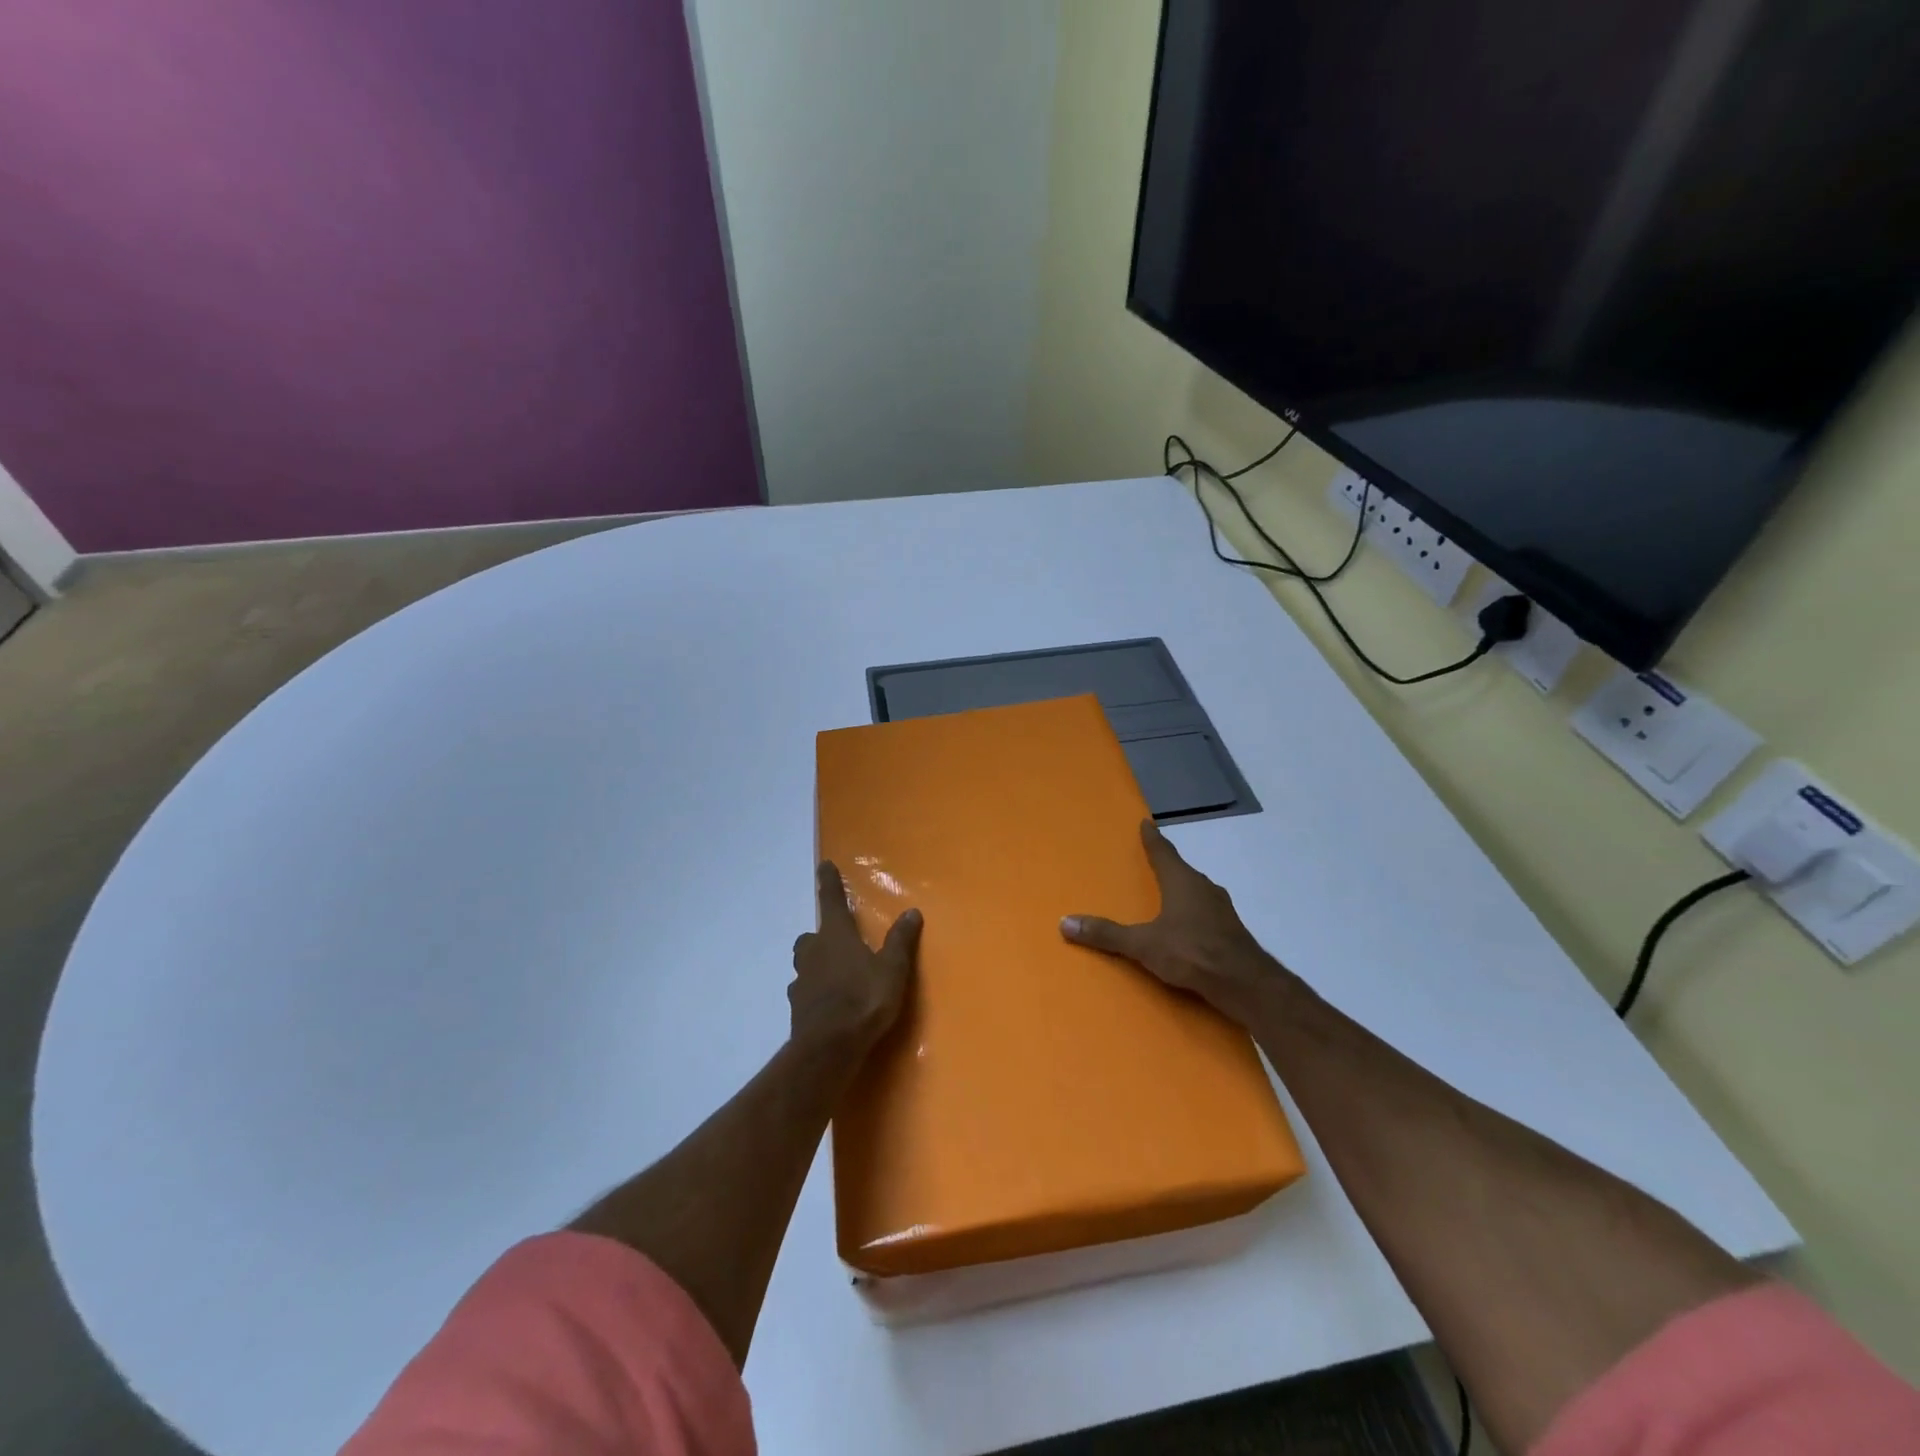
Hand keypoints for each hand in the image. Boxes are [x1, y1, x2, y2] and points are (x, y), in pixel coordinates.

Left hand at [789, 861, 920, 1052]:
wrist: (829, 1047)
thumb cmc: (864, 999)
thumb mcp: (892, 969)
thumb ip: (900, 940)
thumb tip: (911, 911)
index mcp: (836, 936)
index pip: (832, 900)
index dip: (829, 882)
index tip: (823, 864)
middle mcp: (814, 952)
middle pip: (811, 936)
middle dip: (821, 935)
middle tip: (837, 941)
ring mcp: (802, 981)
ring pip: (805, 963)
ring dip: (816, 963)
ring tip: (834, 974)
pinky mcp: (797, 1008)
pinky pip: (804, 991)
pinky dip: (813, 992)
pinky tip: (827, 1003)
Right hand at [1061, 819, 1285, 1023]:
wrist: (1245, 983)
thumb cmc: (1192, 952)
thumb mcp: (1143, 944)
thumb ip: (1107, 934)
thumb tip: (1065, 922)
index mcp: (1182, 881)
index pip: (1163, 852)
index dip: (1152, 838)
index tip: (1146, 823)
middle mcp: (1204, 888)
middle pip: (1182, 871)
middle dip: (1167, 866)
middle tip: (1152, 862)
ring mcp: (1221, 910)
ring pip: (1197, 892)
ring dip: (1182, 891)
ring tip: (1166, 897)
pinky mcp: (1231, 932)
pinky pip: (1206, 914)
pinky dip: (1193, 915)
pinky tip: (1186, 929)